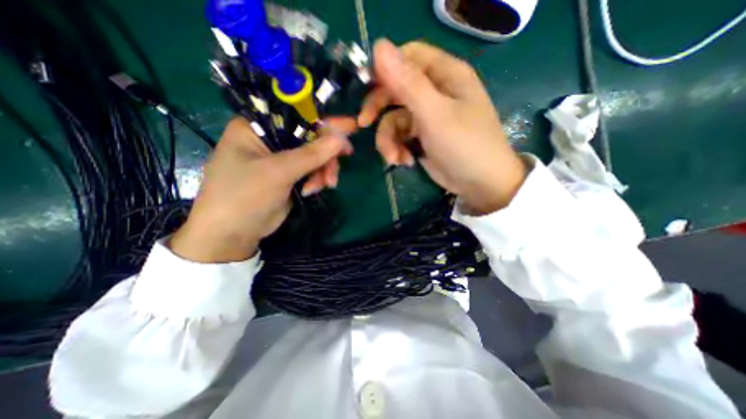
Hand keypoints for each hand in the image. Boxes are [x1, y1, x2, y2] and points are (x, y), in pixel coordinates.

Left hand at [170, 118, 352, 260]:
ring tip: (326, 185)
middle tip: (346, 157)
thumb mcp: (278, 172)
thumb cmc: (245, 196)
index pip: (296, 115)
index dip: (324, 121)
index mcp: (256, 126)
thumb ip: (311, 154)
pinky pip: (312, 170)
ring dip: (324, 169)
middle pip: (309, 137)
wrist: (234, 234)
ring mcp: (281, 159)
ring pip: (314, 156)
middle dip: (326, 152)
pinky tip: (313, 190)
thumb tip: (341, 138)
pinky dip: (317, 179)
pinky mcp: (289, 176)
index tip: (350, 128)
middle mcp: (269, 139)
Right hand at [359, 37, 523, 213]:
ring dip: (388, 139)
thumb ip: (408, 84)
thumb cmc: (464, 146)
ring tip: (394, 158)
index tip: (366, 88)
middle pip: (394, 89)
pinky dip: (397, 149)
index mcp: (444, 75)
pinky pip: (399, 136)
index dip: (384, 69)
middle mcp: (434, 92)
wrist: (479, 184)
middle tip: (364, 123)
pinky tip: (404, 162)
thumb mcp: (435, 115)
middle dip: (378, 109)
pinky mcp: (421, 137)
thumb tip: (379, 46)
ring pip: (392, 118)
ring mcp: (426, 116)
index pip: (407, 57)